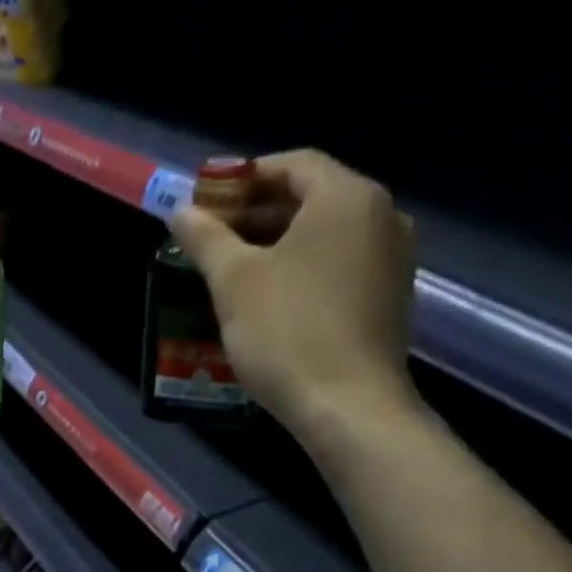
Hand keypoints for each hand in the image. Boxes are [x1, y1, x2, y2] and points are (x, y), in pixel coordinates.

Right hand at [171, 149, 418, 447]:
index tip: (205, 202)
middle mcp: (381, 217)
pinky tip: (266, 296)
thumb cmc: (288, 331)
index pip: (293, 164)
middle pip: (310, 197)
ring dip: (275, 241)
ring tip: (229, 267)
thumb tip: (180, 212)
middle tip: (210, 236)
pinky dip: (301, 267)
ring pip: (324, 234)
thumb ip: (205, 237)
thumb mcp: (233, 280)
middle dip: (255, 212)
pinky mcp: (388, 297)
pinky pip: (338, 263)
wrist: (349, 407)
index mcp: (347, 198)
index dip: (243, 178)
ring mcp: (391, 259)